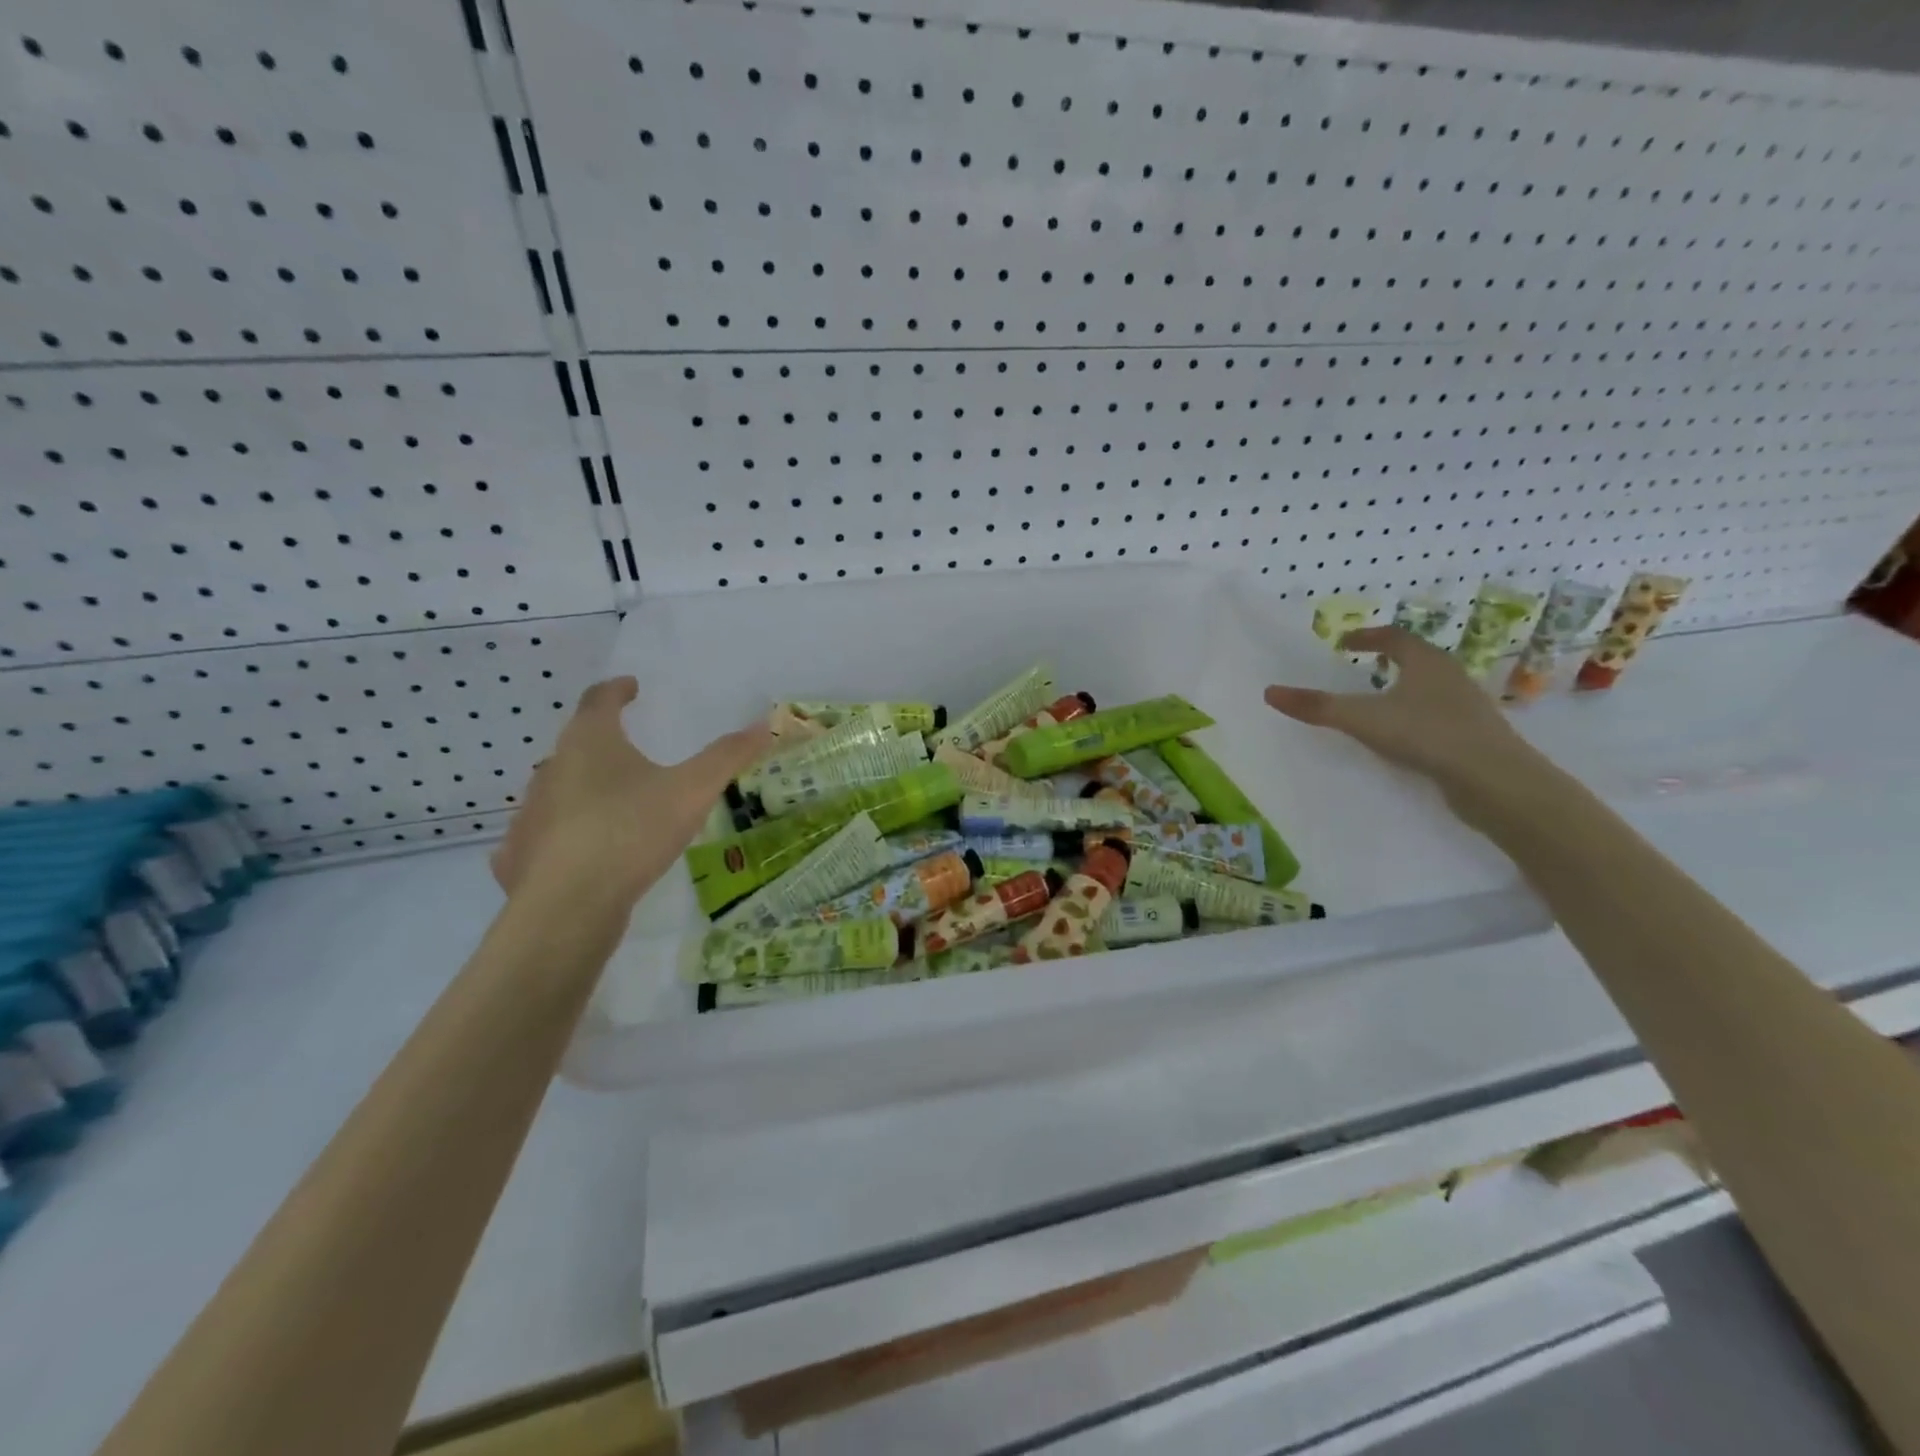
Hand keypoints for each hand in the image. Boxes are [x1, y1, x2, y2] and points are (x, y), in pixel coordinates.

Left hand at [491, 677, 770, 906]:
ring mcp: (532, 814)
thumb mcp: (692, 791)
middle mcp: (552, 768)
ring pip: (561, 788)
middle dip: (604, 741)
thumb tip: (763, 725)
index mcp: (589, 742)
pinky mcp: (522, 856)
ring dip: (587, 787)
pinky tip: (590, 850)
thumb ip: (727, 757)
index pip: (598, 699)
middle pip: (577, 742)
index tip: (632, 687)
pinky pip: (549, 833)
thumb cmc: (630, 831)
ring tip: (619, 802)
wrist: (567, 907)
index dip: (617, 689)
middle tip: (634, 749)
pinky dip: (570, 832)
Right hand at [1263, 627, 1537, 808]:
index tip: (1344, 643)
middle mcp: (1450, 677)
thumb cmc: (1428, 735)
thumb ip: (1317, 706)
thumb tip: (1270, 692)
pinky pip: (1437, 715)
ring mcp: (1465, 706)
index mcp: (1426, 662)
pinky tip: (1403, 735)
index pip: (1394, 638)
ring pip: (1429, 687)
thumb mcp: (1363, 719)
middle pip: (1417, 658)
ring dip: (1404, 687)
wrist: (1495, 780)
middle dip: (1388, 659)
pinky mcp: (1471, 735)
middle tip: (1360, 667)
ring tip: (1379, 700)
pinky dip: (1415, 716)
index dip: (1367, 638)